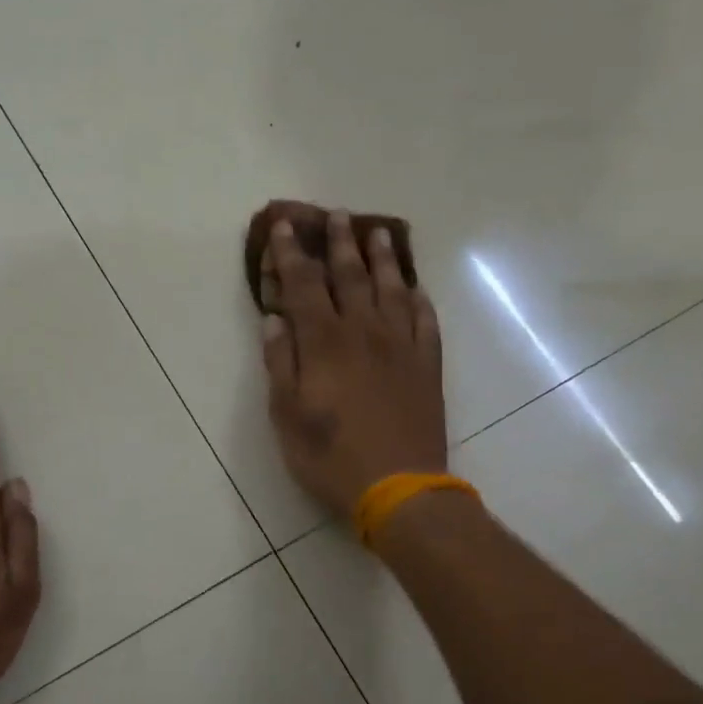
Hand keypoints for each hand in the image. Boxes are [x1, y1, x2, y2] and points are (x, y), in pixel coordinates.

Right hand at [260, 210, 448, 516]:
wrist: (399, 488)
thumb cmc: (331, 457)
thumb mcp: (287, 416)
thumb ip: (280, 364)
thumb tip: (274, 320)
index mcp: (325, 342)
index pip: (304, 285)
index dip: (291, 253)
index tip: (283, 226)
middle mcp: (364, 332)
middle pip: (350, 276)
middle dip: (339, 243)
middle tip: (335, 215)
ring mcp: (402, 346)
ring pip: (391, 289)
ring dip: (382, 258)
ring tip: (377, 232)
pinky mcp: (428, 365)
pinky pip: (425, 320)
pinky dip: (418, 298)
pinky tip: (414, 288)